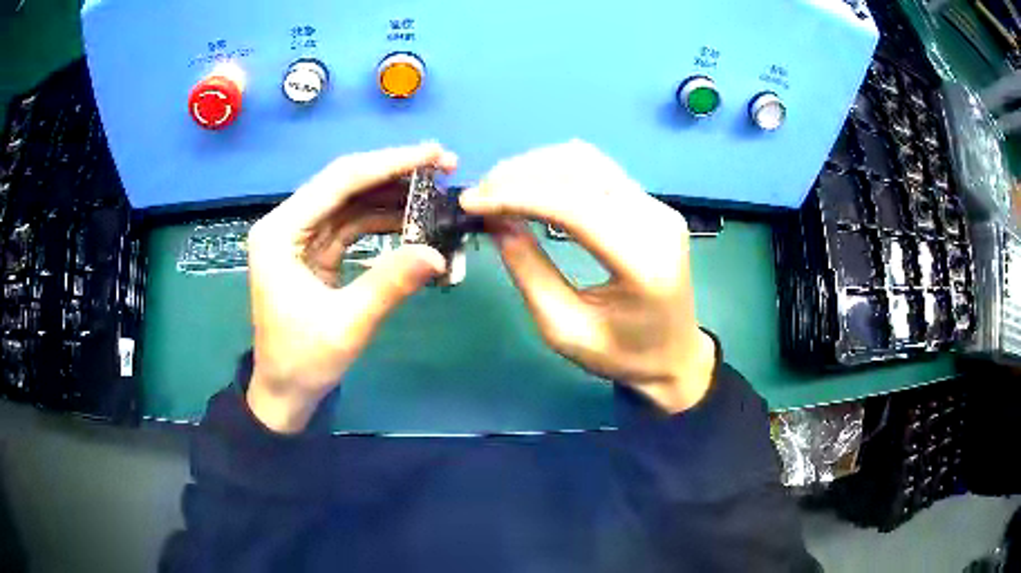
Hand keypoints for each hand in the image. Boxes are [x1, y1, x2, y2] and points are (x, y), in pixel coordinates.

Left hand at [246, 144, 456, 432]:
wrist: (285, 391)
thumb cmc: (303, 361)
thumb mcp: (347, 325)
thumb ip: (389, 285)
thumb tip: (437, 254)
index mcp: (280, 233)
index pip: (339, 181)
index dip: (389, 164)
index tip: (435, 155)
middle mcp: (287, 223)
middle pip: (345, 182)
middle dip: (394, 171)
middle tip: (444, 165)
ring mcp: (301, 236)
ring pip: (351, 200)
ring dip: (392, 194)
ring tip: (435, 191)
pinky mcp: (315, 250)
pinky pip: (352, 223)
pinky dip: (383, 219)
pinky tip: (412, 219)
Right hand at [460, 141, 715, 412]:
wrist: (675, 356)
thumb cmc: (621, 356)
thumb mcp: (564, 329)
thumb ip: (528, 271)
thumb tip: (494, 220)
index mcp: (641, 263)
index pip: (574, 206)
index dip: (517, 195)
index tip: (472, 201)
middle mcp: (656, 223)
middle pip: (581, 170)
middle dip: (521, 174)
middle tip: (480, 194)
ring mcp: (659, 208)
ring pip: (589, 161)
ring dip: (537, 166)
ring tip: (498, 187)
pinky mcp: (653, 204)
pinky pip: (599, 171)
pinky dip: (557, 171)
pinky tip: (531, 186)